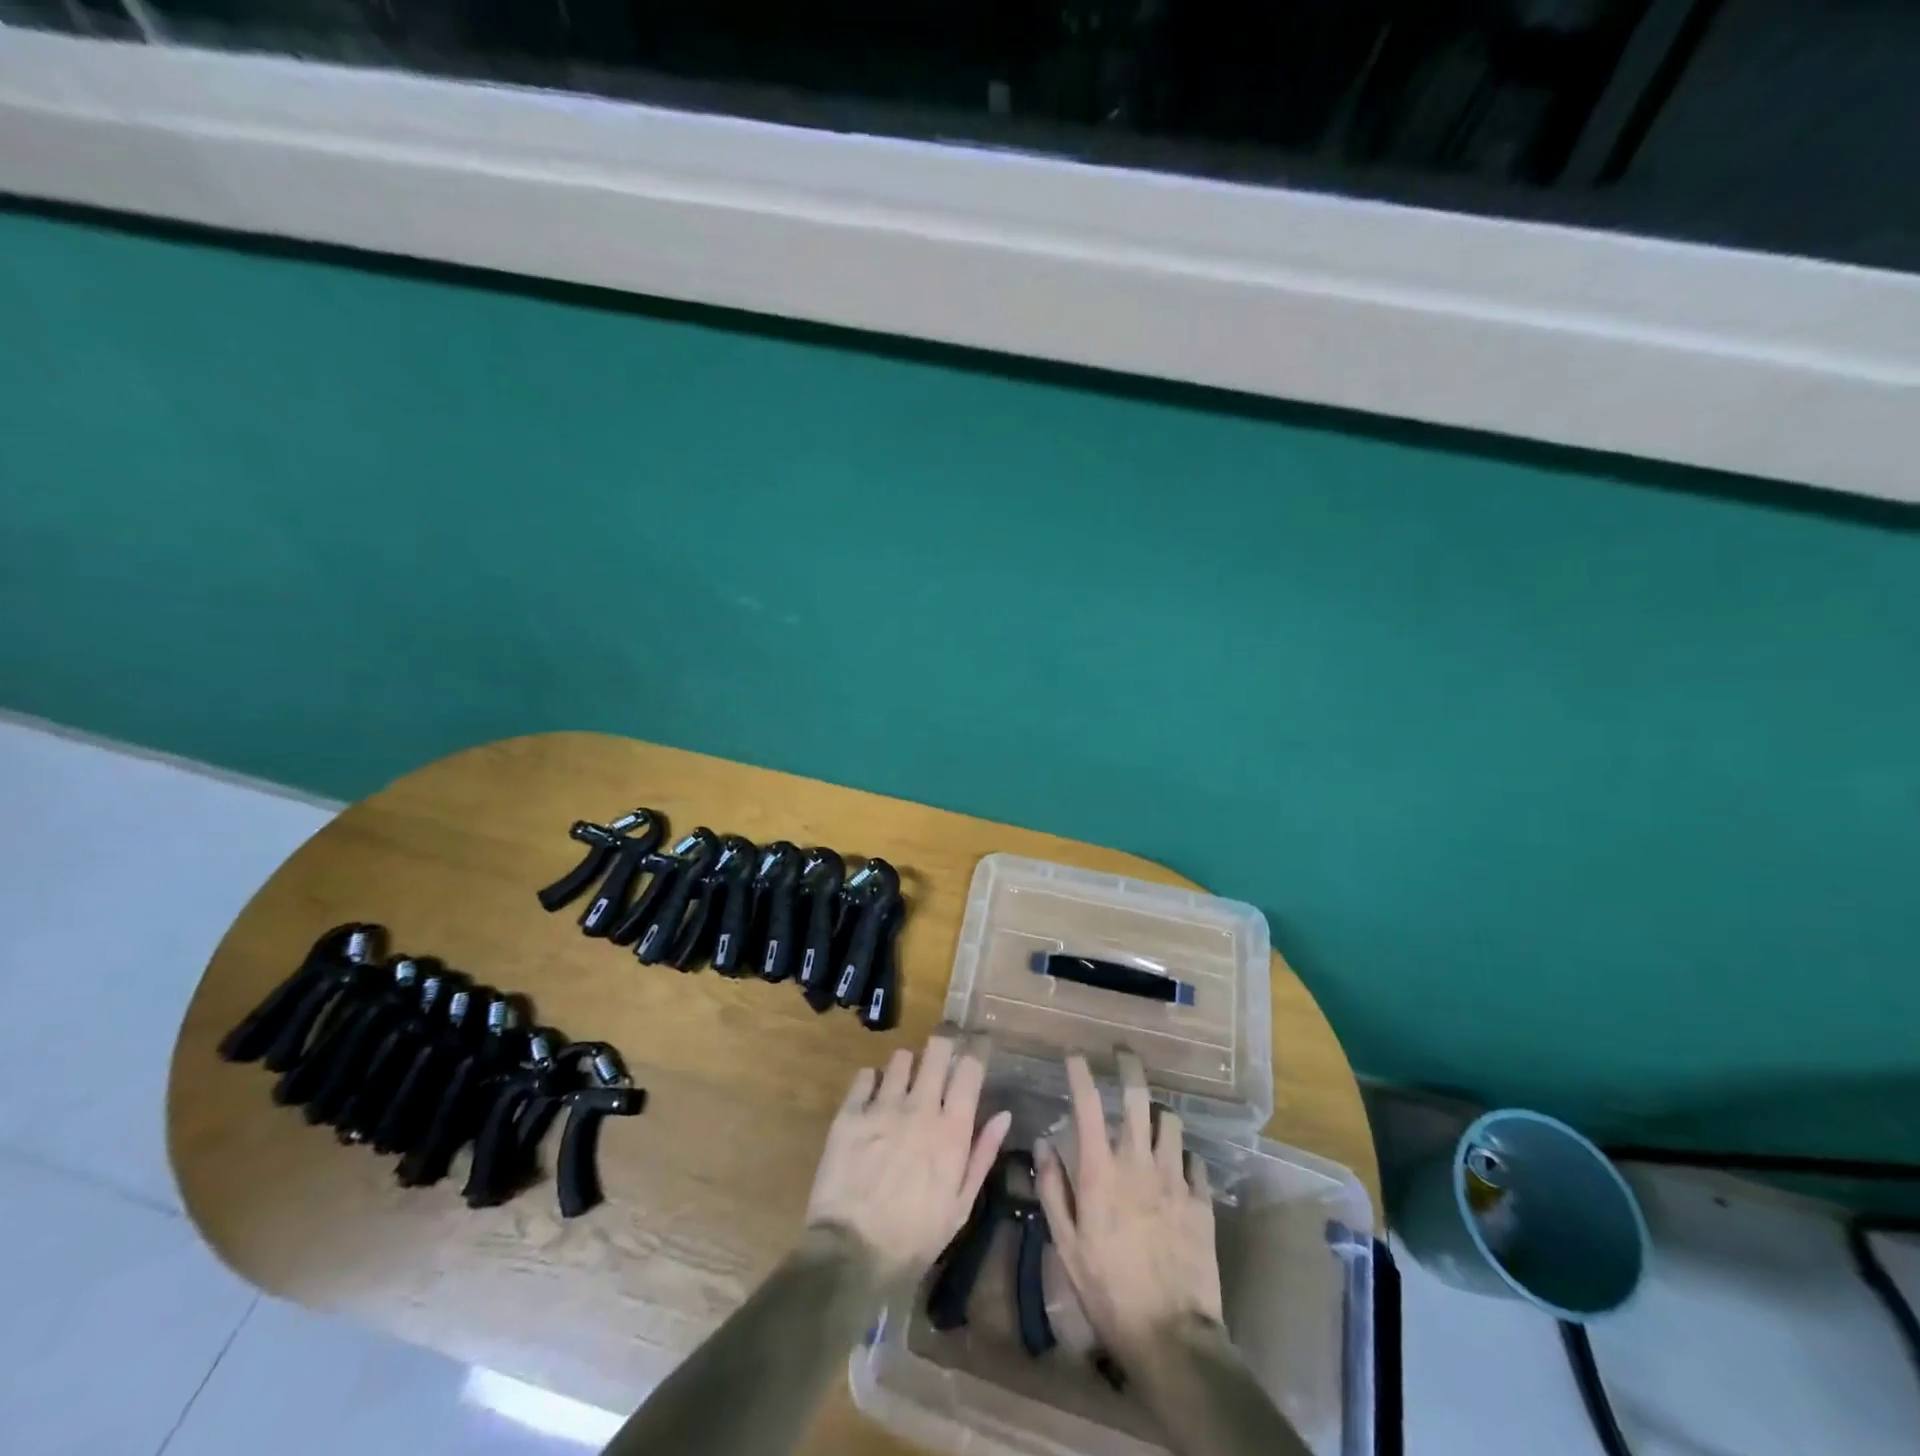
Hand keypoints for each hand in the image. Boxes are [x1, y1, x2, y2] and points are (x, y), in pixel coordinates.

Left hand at [806, 1034, 1012, 1277]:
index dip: (972, 1056)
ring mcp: (882, 1107)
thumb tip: (1004, 1114)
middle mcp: (919, 1108)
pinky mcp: (850, 1113)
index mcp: (951, 1130)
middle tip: (939, 1059)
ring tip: (903, 1083)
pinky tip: (873, 1096)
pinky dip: (872, 1080)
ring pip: (901, 1058)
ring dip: (906, 1066)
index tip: (971, 1057)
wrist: (853, 1253)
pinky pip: (865, 1076)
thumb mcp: (960, 1204)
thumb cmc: (915, 1236)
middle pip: (937, 1051)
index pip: (968, 1070)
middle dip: (942, 1048)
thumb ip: (983, 1154)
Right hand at [1035, 1051, 1222, 1361]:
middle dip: (1128, 1067)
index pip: (1087, 1104)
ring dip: (1157, 1113)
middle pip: (1137, 1097)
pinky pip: (1194, 1159)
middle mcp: (1138, 1162)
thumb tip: (1044, 1143)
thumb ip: (1053, 1188)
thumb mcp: (1066, 1245)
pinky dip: (1182, 1154)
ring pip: (1169, 1121)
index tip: (1074, 1053)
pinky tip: (1177, 1165)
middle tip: (1122, 1054)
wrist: (1171, 1336)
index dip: (1079, 1071)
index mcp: (1101, 1170)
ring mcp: (1174, 1178)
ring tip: (1149, 1118)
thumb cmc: (1108, 1290)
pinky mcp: (1201, 1200)